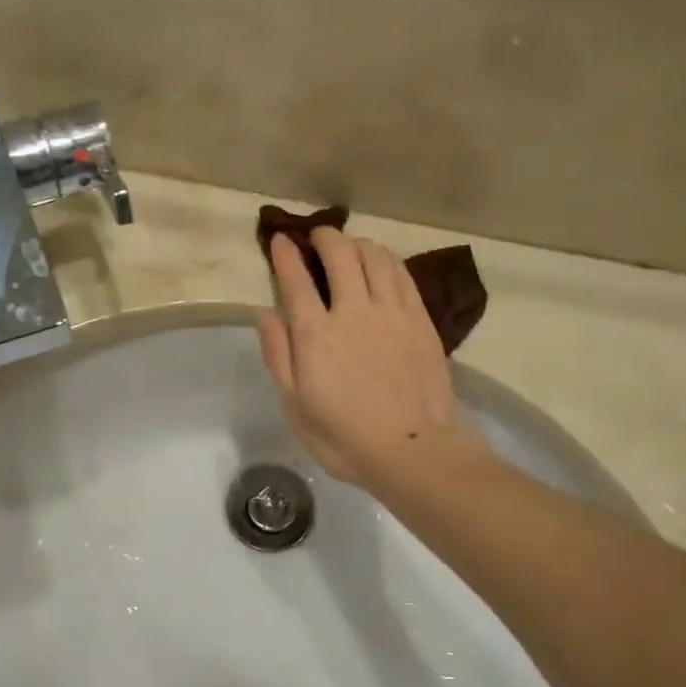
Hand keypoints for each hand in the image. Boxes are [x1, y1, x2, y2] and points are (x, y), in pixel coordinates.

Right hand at [257, 229, 477, 484]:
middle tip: (316, 238)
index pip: (296, 279)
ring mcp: (391, 311)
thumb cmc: (344, 436)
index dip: (285, 254)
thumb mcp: (295, 406)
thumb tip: (266, 314)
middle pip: (339, 253)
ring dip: (356, 243)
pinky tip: (380, 260)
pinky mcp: (420, 318)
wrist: (412, 449)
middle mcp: (353, 311)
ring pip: (374, 255)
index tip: (280, 240)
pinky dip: (386, 258)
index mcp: (316, 334)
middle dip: (324, 237)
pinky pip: (401, 273)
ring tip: (349, 246)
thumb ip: (279, 356)